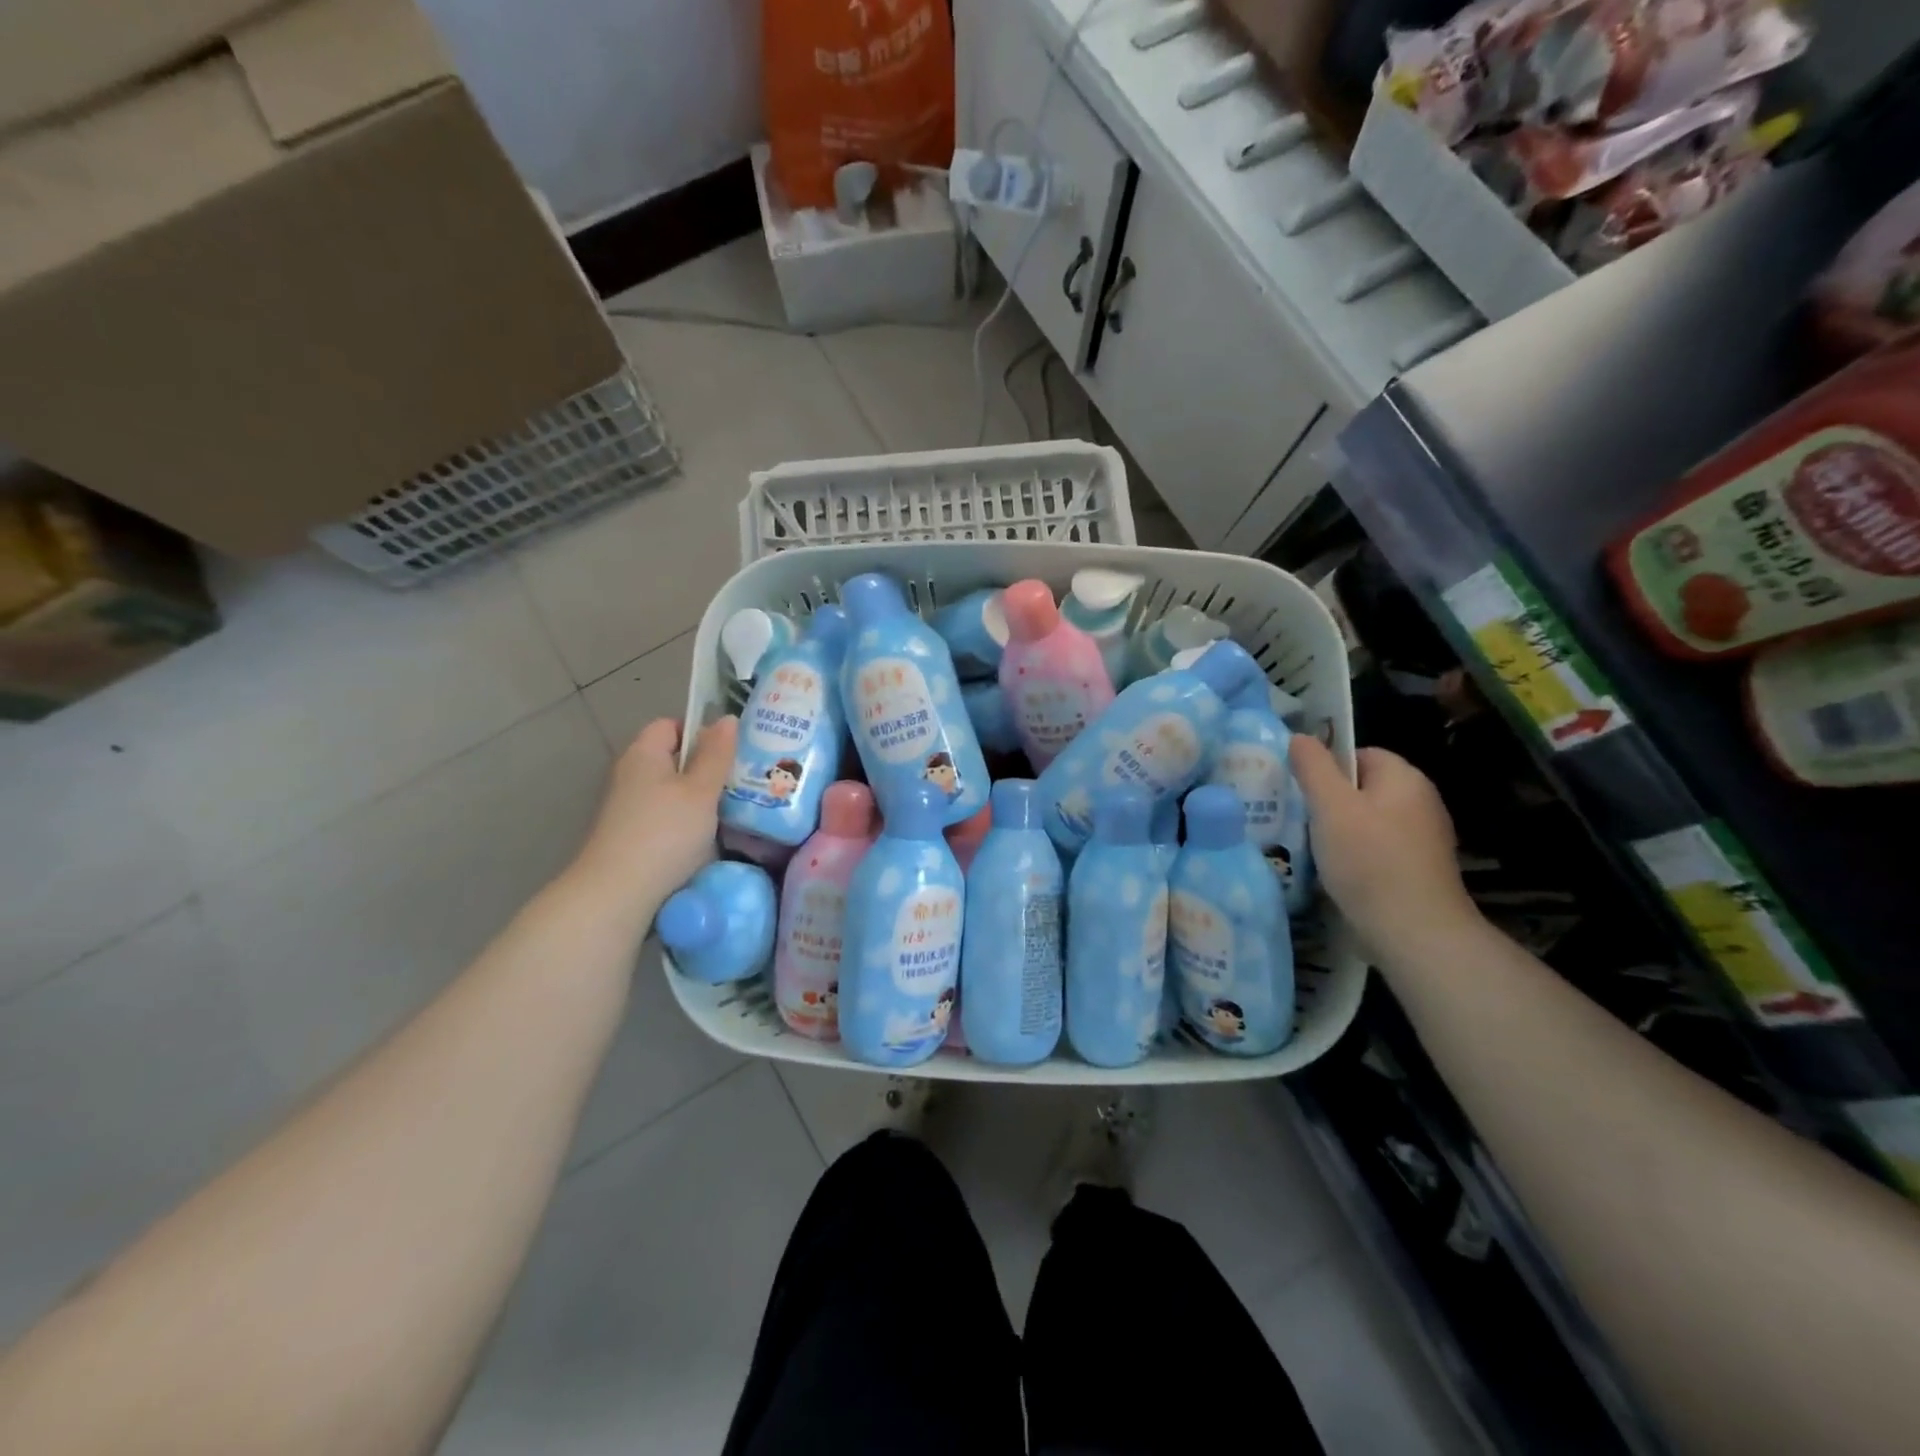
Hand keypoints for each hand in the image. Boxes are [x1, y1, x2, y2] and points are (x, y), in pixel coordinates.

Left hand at [573, 716, 737, 908]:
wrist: (618, 894)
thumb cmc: (665, 833)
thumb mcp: (701, 791)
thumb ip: (716, 754)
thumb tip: (727, 718)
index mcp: (644, 753)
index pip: (671, 725)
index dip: (701, 731)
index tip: (730, 751)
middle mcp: (630, 775)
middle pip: (672, 760)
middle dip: (705, 768)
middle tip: (741, 778)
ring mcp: (627, 808)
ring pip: (671, 792)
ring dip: (698, 800)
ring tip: (732, 809)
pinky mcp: (630, 837)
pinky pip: (665, 817)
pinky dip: (685, 823)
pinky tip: (707, 838)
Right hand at [1289, 736, 1477, 959]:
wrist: (1415, 932)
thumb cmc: (1369, 860)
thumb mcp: (1330, 807)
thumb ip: (1313, 767)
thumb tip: (1299, 736)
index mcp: (1405, 778)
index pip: (1359, 753)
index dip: (1326, 768)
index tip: (1300, 792)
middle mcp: (1421, 801)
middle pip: (1363, 788)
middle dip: (1329, 802)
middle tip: (1299, 819)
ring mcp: (1424, 838)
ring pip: (1368, 821)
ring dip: (1340, 832)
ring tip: (1311, 849)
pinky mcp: (1419, 870)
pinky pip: (1378, 849)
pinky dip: (1357, 857)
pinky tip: (1337, 874)